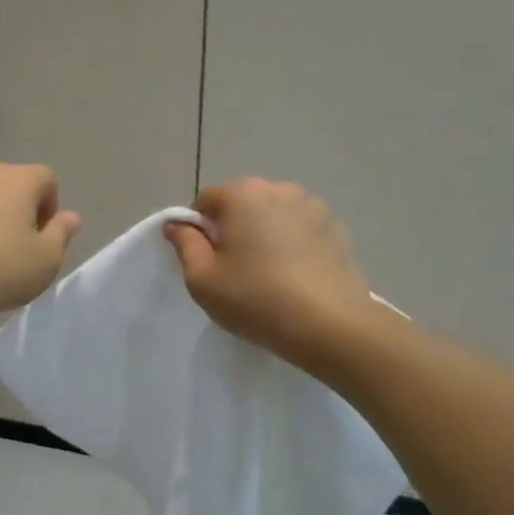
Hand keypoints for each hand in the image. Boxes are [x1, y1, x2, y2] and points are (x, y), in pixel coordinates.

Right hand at [164, 178, 370, 374]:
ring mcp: (313, 206)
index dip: (199, 230)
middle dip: (234, 228)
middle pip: (242, 203)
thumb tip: (176, 224)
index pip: (206, 201)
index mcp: (241, 194)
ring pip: (274, 215)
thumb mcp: (202, 279)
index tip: (206, 261)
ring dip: (265, 234)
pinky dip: (294, 244)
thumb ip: (184, 244)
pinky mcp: (337, 228)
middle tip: (235, 270)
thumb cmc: (255, 299)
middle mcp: (278, 189)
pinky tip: (296, 276)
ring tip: (269, 274)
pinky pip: (302, 230)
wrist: (330, 325)